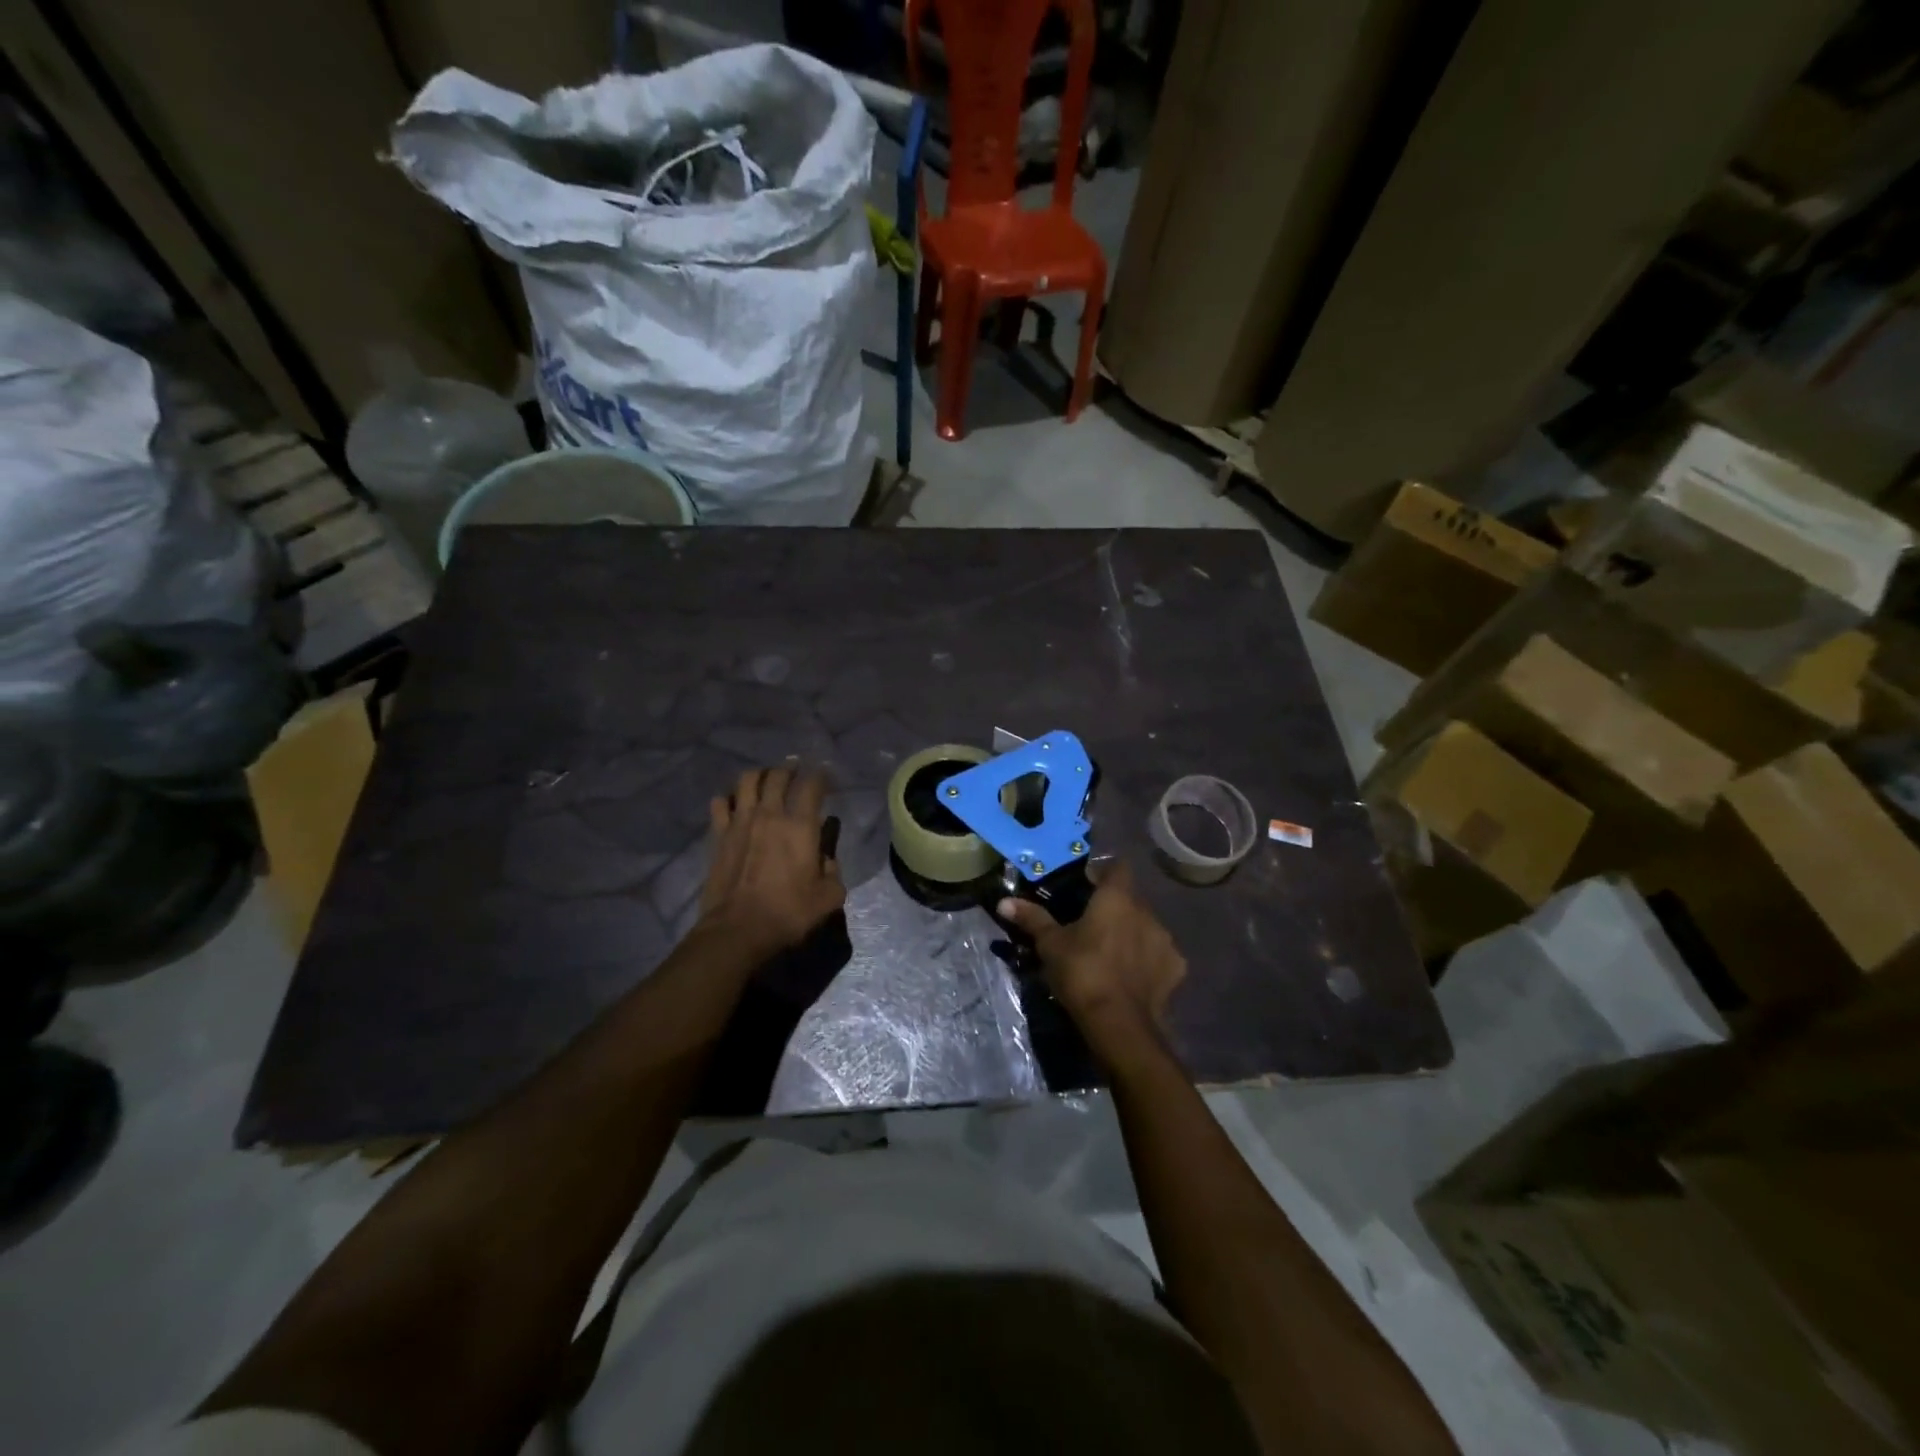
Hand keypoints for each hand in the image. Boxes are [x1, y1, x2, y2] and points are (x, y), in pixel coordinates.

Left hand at [697, 767, 844, 959]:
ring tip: (766, 781)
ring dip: (760, 775)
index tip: (826, 779)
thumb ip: (833, 872)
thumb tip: (826, 860)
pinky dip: (729, 798)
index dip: (822, 777)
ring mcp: (740, 821)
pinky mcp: (719, 834)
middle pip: (778, 775)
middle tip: (796, 774)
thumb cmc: (788, 913)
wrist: (738, 930)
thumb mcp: (828, 897)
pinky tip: (735, 805)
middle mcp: (770, 814)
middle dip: (790, 770)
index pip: (812, 785)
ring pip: (747, 780)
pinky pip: (721, 803)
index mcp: (800, 825)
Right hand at [997, 861, 1184, 1063]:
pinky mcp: (1176, 968)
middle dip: (1114, 907)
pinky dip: (1147, 960)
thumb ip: (1032, 918)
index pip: (1117, 867)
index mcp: (1117, 898)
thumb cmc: (1082, 973)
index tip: (1085, 887)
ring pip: (1146, 926)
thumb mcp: (1050, 945)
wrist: (1119, 1025)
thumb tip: (1004, 901)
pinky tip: (1132, 975)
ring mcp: (1165, 940)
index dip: (1102, 873)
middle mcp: (1146, 912)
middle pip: (1131, 899)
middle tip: (1091, 924)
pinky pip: (1159, 954)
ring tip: (1111, 952)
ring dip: (1132, 933)